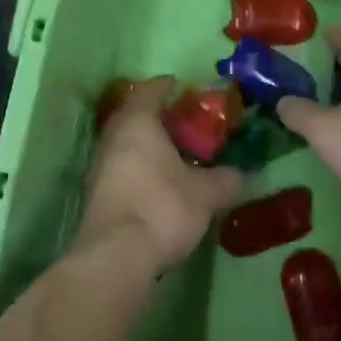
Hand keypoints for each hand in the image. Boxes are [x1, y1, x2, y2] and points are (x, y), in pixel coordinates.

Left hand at [74, 77, 242, 274]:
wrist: (116, 255)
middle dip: (156, 116)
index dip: (165, 85)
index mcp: (137, 122)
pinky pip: (120, 166)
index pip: (149, 90)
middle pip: (133, 115)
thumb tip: (244, 174)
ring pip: (124, 142)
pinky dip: (138, 166)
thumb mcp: (206, 193)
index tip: (180, 84)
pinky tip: (158, 182)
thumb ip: (226, 179)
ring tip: (174, 153)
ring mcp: (99, 165)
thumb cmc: (161, 207)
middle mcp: (112, 136)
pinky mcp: (96, 193)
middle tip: (183, 121)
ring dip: (146, 143)